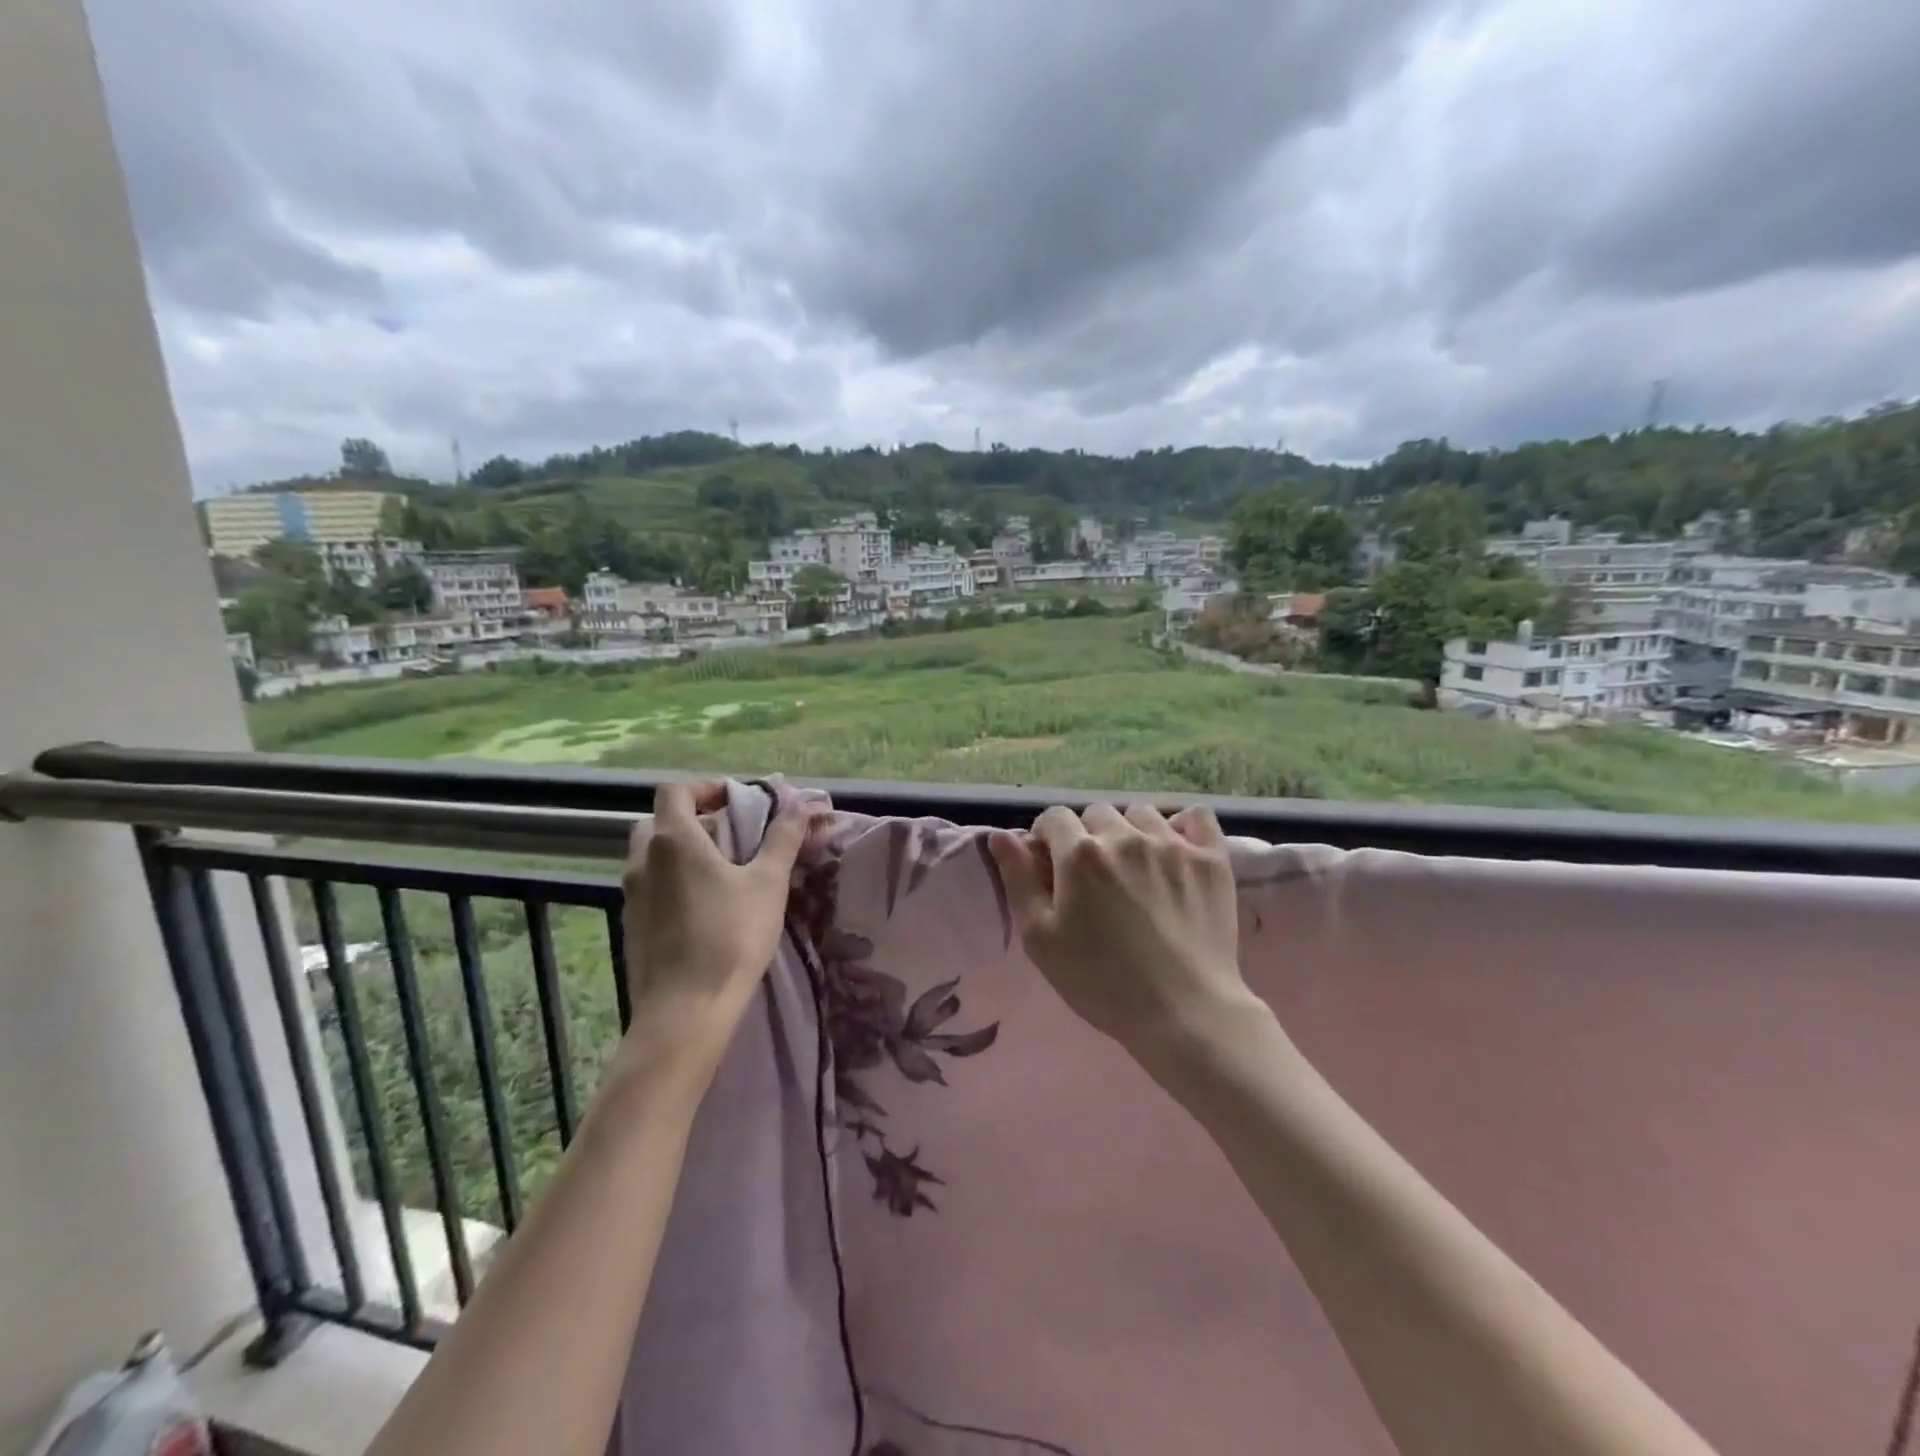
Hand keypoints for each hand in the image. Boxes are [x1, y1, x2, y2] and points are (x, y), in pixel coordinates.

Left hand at [621, 781, 822, 1061]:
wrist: (685, 1011)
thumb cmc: (731, 937)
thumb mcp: (767, 883)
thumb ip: (782, 838)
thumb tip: (802, 803)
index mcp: (674, 840)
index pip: (676, 790)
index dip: (706, 788)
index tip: (737, 801)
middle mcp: (643, 860)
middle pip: (659, 820)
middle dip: (693, 818)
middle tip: (730, 833)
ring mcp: (631, 895)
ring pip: (651, 855)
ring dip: (681, 850)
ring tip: (721, 870)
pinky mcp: (631, 925)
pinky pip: (649, 886)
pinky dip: (672, 880)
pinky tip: (703, 906)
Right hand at [989, 803, 1256, 1066]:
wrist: (1184, 1013)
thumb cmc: (1101, 981)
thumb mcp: (1041, 939)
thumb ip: (1018, 879)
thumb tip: (1001, 835)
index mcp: (1080, 854)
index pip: (1053, 818)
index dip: (1047, 840)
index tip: (1052, 869)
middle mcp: (1125, 836)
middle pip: (1096, 813)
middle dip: (1087, 836)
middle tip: (1093, 878)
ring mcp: (1173, 844)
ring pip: (1141, 814)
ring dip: (1130, 832)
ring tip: (1135, 868)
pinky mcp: (1211, 859)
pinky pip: (1196, 816)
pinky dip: (1184, 826)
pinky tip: (1177, 850)